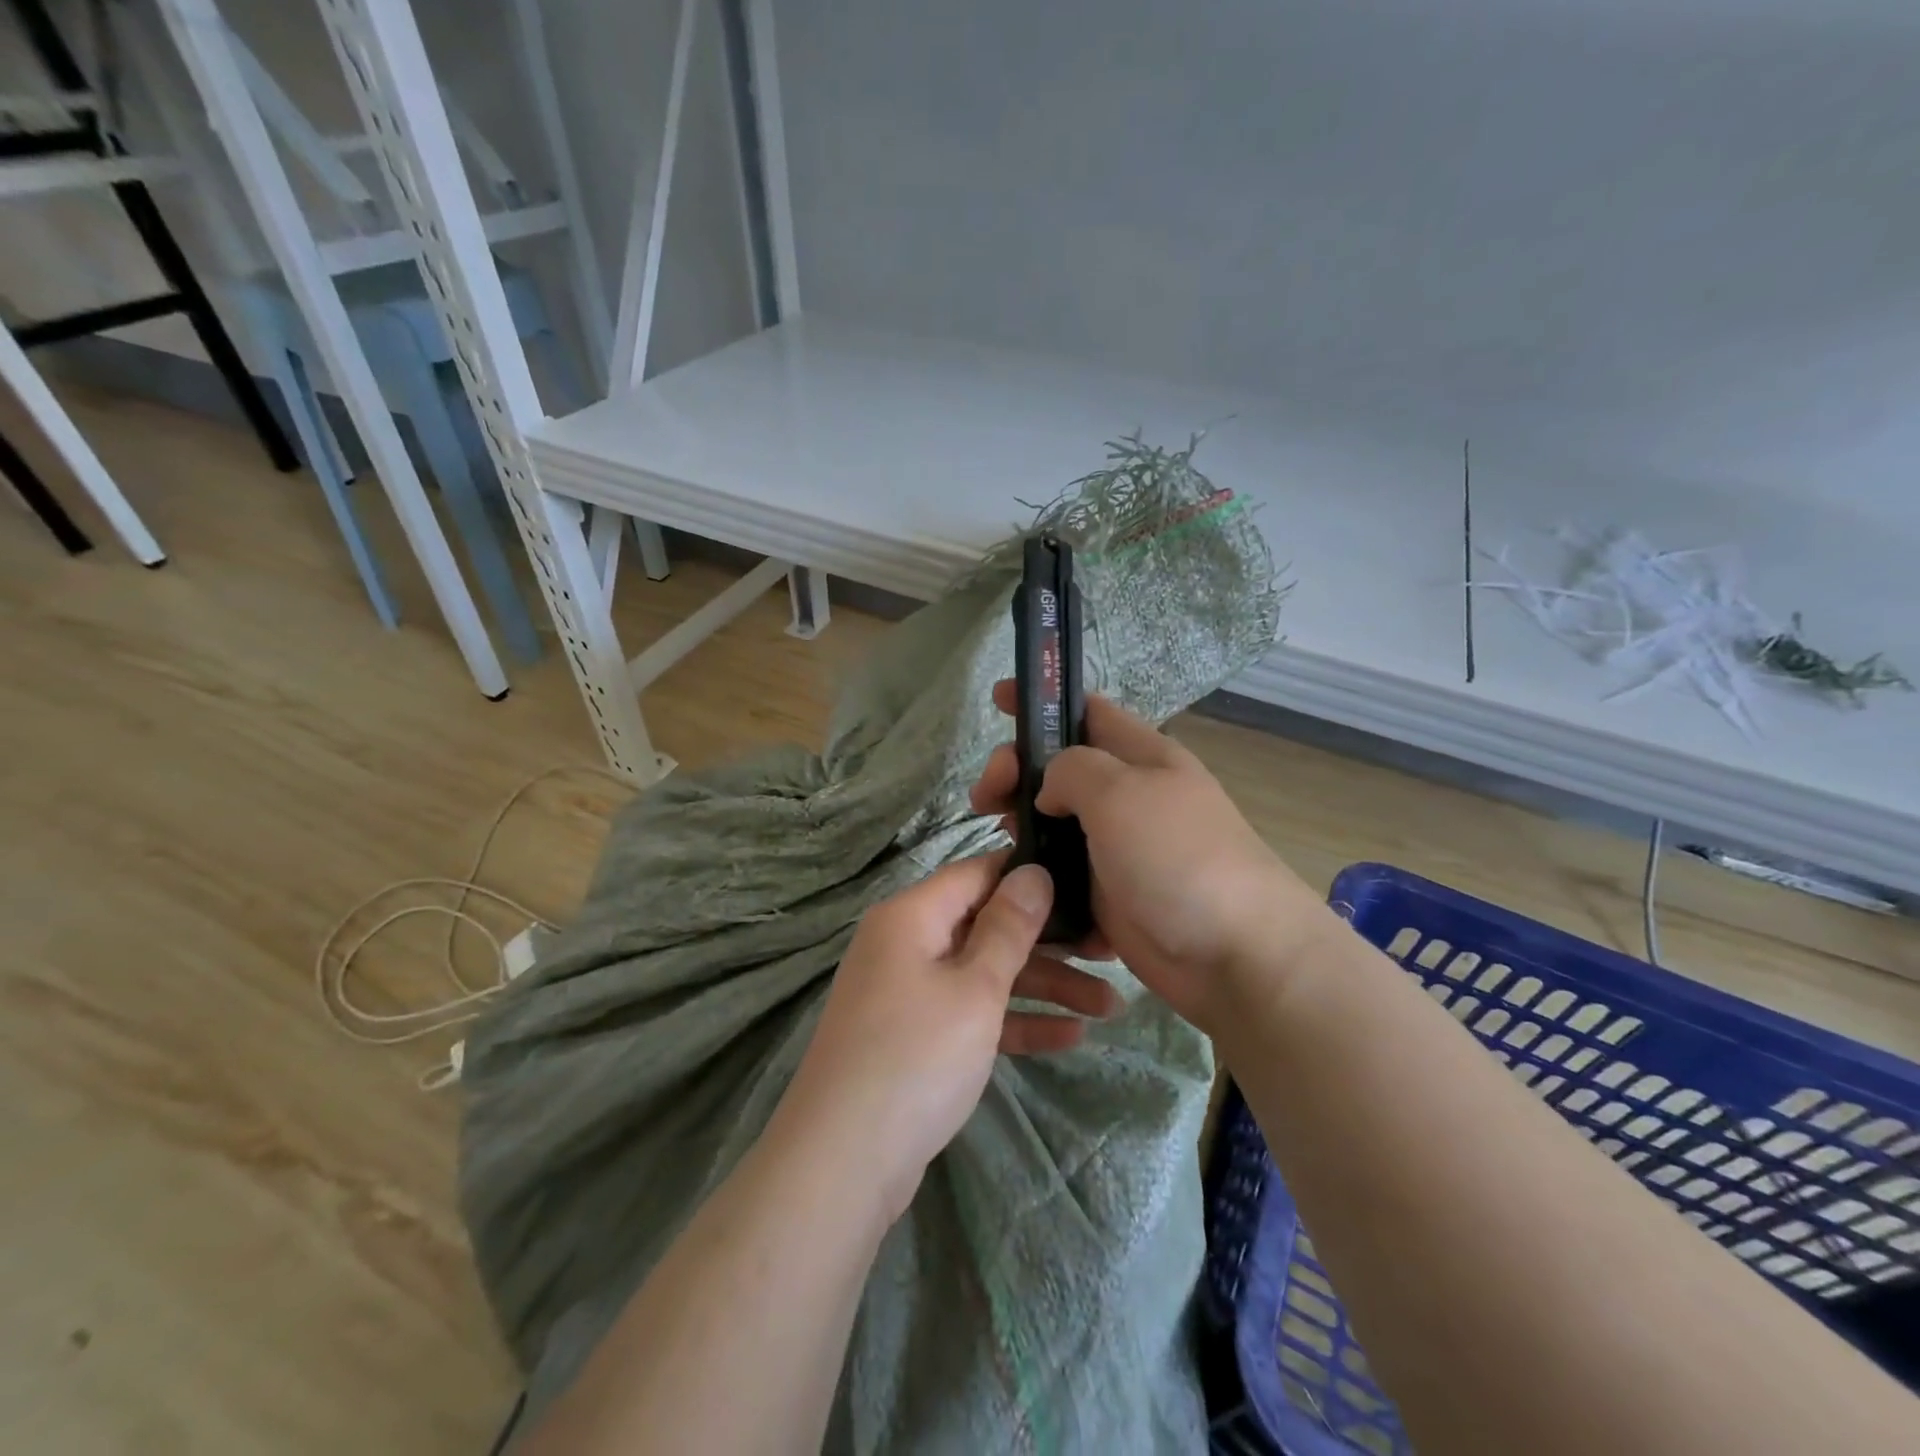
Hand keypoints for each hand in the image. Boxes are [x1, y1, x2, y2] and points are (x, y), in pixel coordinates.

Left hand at [776, 852, 1118, 1223]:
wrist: (842, 1162)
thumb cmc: (916, 1056)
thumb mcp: (974, 987)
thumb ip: (1009, 928)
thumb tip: (1032, 871)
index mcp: (912, 916)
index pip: (978, 874)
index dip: (1029, 876)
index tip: (1084, 885)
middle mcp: (907, 944)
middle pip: (988, 926)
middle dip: (1050, 943)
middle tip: (1110, 955)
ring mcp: (910, 992)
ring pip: (986, 974)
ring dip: (1044, 988)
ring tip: (1110, 1008)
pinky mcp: (916, 1037)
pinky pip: (972, 1014)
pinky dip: (1015, 1022)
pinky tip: (1070, 1038)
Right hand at [971, 683, 1334, 1034]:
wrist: (1234, 955)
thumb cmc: (1178, 858)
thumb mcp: (1120, 792)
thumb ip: (1071, 770)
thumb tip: (1050, 790)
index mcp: (1142, 757)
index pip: (1087, 711)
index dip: (1043, 701)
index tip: (997, 701)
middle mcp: (1129, 797)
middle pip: (1059, 769)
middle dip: (1017, 772)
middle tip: (987, 797)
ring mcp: (1118, 849)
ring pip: (1054, 824)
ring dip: (1021, 826)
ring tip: (1002, 841)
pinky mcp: (1109, 896)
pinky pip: (1062, 875)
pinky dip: (1039, 876)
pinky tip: (1019, 886)